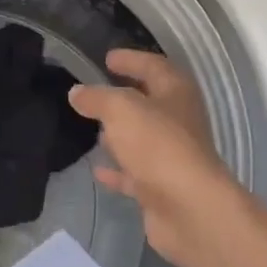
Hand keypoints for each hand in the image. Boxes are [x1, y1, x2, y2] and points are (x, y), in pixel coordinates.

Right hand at [68, 50, 248, 266]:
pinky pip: (135, 173)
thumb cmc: (158, 145)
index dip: (131, 59)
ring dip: (121, 134)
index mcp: (176, 92)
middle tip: (96, 92)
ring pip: (143, 139)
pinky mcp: (162, 188)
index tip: (108, 57)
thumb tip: (77, 92)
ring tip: (92, 128)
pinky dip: (118, 170)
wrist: (189, 209)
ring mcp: (172, 157)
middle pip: (150, 102)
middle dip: (125, 96)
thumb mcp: (121, 109)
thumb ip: (97, 98)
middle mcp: (179, 121)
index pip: (153, 66)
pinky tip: (96, 169)